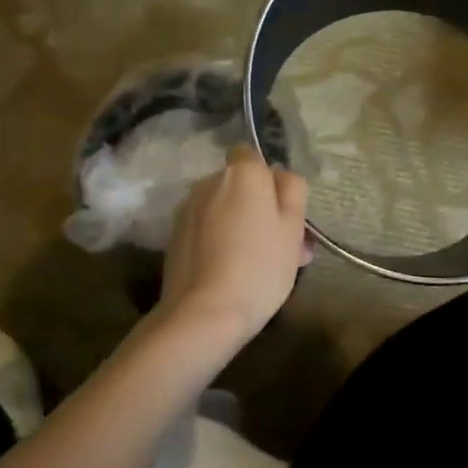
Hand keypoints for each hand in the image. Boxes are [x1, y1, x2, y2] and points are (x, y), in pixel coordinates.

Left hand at [159, 146, 309, 349]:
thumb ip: (292, 190)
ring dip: (239, 224)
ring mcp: (187, 209)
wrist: (203, 313)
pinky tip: (232, 271)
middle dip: (258, 206)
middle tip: (282, 245)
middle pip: (239, 185)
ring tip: (260, 264)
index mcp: (242, 173)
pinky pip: (206, 228)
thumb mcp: (293, 227)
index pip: (252, 155)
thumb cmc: (259, 266)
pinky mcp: (174, 236)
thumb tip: (279, 176)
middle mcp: (209, 182)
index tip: (282, 208)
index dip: (268, 179)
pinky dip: (219, 240)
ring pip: (222, 208)